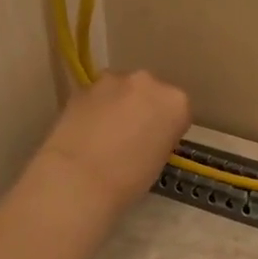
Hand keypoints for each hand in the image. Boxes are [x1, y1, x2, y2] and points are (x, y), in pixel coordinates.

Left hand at [31, 70, 191, 219]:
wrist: (79, 178)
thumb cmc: (129, 179)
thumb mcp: (160, 160)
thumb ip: (159, 137)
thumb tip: (146, 135)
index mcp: (176, 102)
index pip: (178, 111)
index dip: (167, 128)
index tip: (157, 143)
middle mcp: (148, 82)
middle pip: (150, 93)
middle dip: (143, 109)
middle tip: (132, 136)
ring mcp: (113, 80)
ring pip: (122, 89)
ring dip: (118, 105)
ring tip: (105, 134)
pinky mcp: (84, 86)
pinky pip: (97, 95)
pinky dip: (96, 108)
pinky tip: (87, 132)